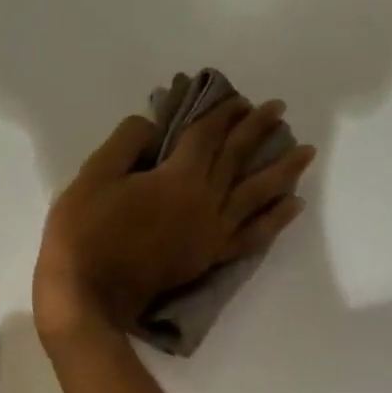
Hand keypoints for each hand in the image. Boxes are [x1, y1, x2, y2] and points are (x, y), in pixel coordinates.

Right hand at [34, 98, 314, 343]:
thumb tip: (152, 125)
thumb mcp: (93, 176)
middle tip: (279, 109)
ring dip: (282, 170)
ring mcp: (211, 232)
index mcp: (177, 177)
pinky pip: (252, 235)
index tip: (239, 98)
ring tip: (306, 152)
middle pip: (236, 158)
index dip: (222, 113)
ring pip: (256, 194)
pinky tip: (293, 205)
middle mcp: (204, 201)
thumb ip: (126, 143)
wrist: (89, 294)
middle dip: (257, 130)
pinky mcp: (209, 256)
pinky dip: (275, 220)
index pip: (206, 135)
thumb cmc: (85, 232)